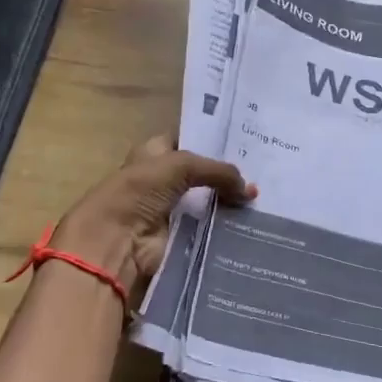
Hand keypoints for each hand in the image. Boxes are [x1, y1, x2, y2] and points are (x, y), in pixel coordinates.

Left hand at [50, 137, 254, 299]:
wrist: (117, 241)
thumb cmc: (139, 191)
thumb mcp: (180, 165)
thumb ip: (218, 171)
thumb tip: (250, 189)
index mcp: (154, 153)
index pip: (187, 139)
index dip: (212, 139)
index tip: (246, 140)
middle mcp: (163, 179)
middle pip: (203, 173)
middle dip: (229, 172)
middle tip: (263, 169)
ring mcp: (173, 210)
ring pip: (210, 200)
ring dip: (232, 200)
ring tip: (265, 195)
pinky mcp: (182, 236)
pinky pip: (211, 227)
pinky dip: (229, 225)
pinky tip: (255, 220)